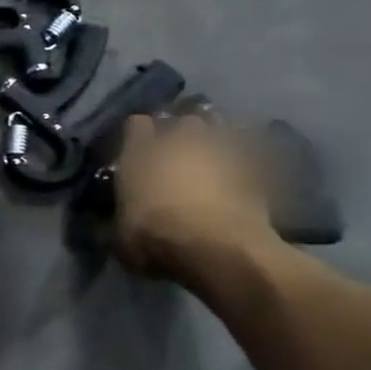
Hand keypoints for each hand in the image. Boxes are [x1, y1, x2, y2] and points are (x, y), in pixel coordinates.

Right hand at [114, 113, 280, 281]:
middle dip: (183, 132)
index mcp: (140, 151)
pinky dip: (248, 164)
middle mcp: (179, 142)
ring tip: (216, 155)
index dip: (139, 134)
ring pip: (221, 129)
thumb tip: (115, 224)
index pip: (137, 124)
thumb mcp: (121, 235)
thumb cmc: (154, 236)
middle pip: (184, 121)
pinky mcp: (255, 172)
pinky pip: (251, 157)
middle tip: (182, 150)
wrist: (216, 248)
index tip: (139, 146)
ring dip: (218, 140)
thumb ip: (120, 220)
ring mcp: (220, 152)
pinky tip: (245, 176)